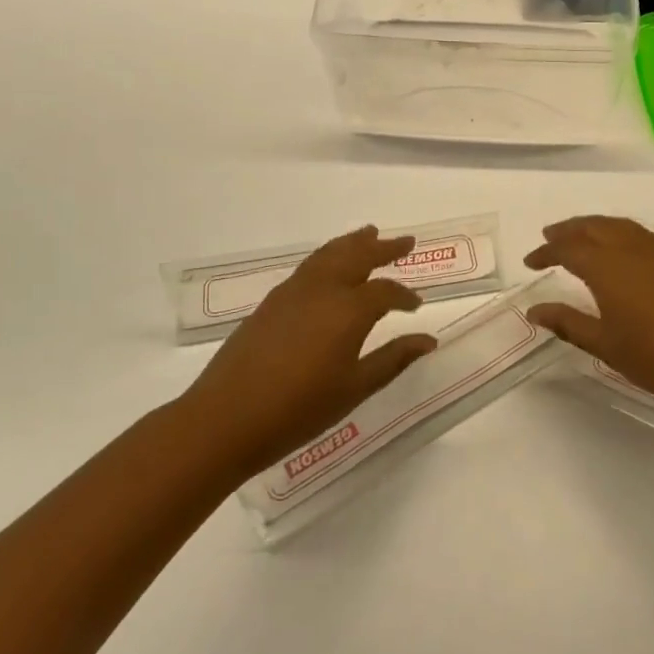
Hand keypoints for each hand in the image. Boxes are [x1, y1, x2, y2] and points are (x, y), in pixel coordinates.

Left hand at [182, 226, 438, 481]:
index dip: (405, 296)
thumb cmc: (298, 409)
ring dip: (352, 244)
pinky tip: (329, 267)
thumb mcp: (354, 388)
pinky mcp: (271, 303)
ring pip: (329, 254)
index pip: (385, 292)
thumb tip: (427, 340)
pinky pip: (309, 266)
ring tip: (368, 234)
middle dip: (383, 248)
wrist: (225, 418)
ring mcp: (292, 292)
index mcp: (348, 310)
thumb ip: (393, 359)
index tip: (417, 305)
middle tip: (404, 241)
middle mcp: (322, 290)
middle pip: (357, 256)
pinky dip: (328, 256)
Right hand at [524, 217, 653, 417]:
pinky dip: (618, 232)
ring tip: (579, 237)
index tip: (530, 262)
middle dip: (568, 230)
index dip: (546, 252)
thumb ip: (568, 322)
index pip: (568, 248)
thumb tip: (535, 311)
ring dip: (593, 227)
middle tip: (549, 237)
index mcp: (607, 267)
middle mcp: (631, 248)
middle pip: (593, 227)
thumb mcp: (604, 344)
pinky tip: (618, 248)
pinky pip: (638, 233)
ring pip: (618, 225)